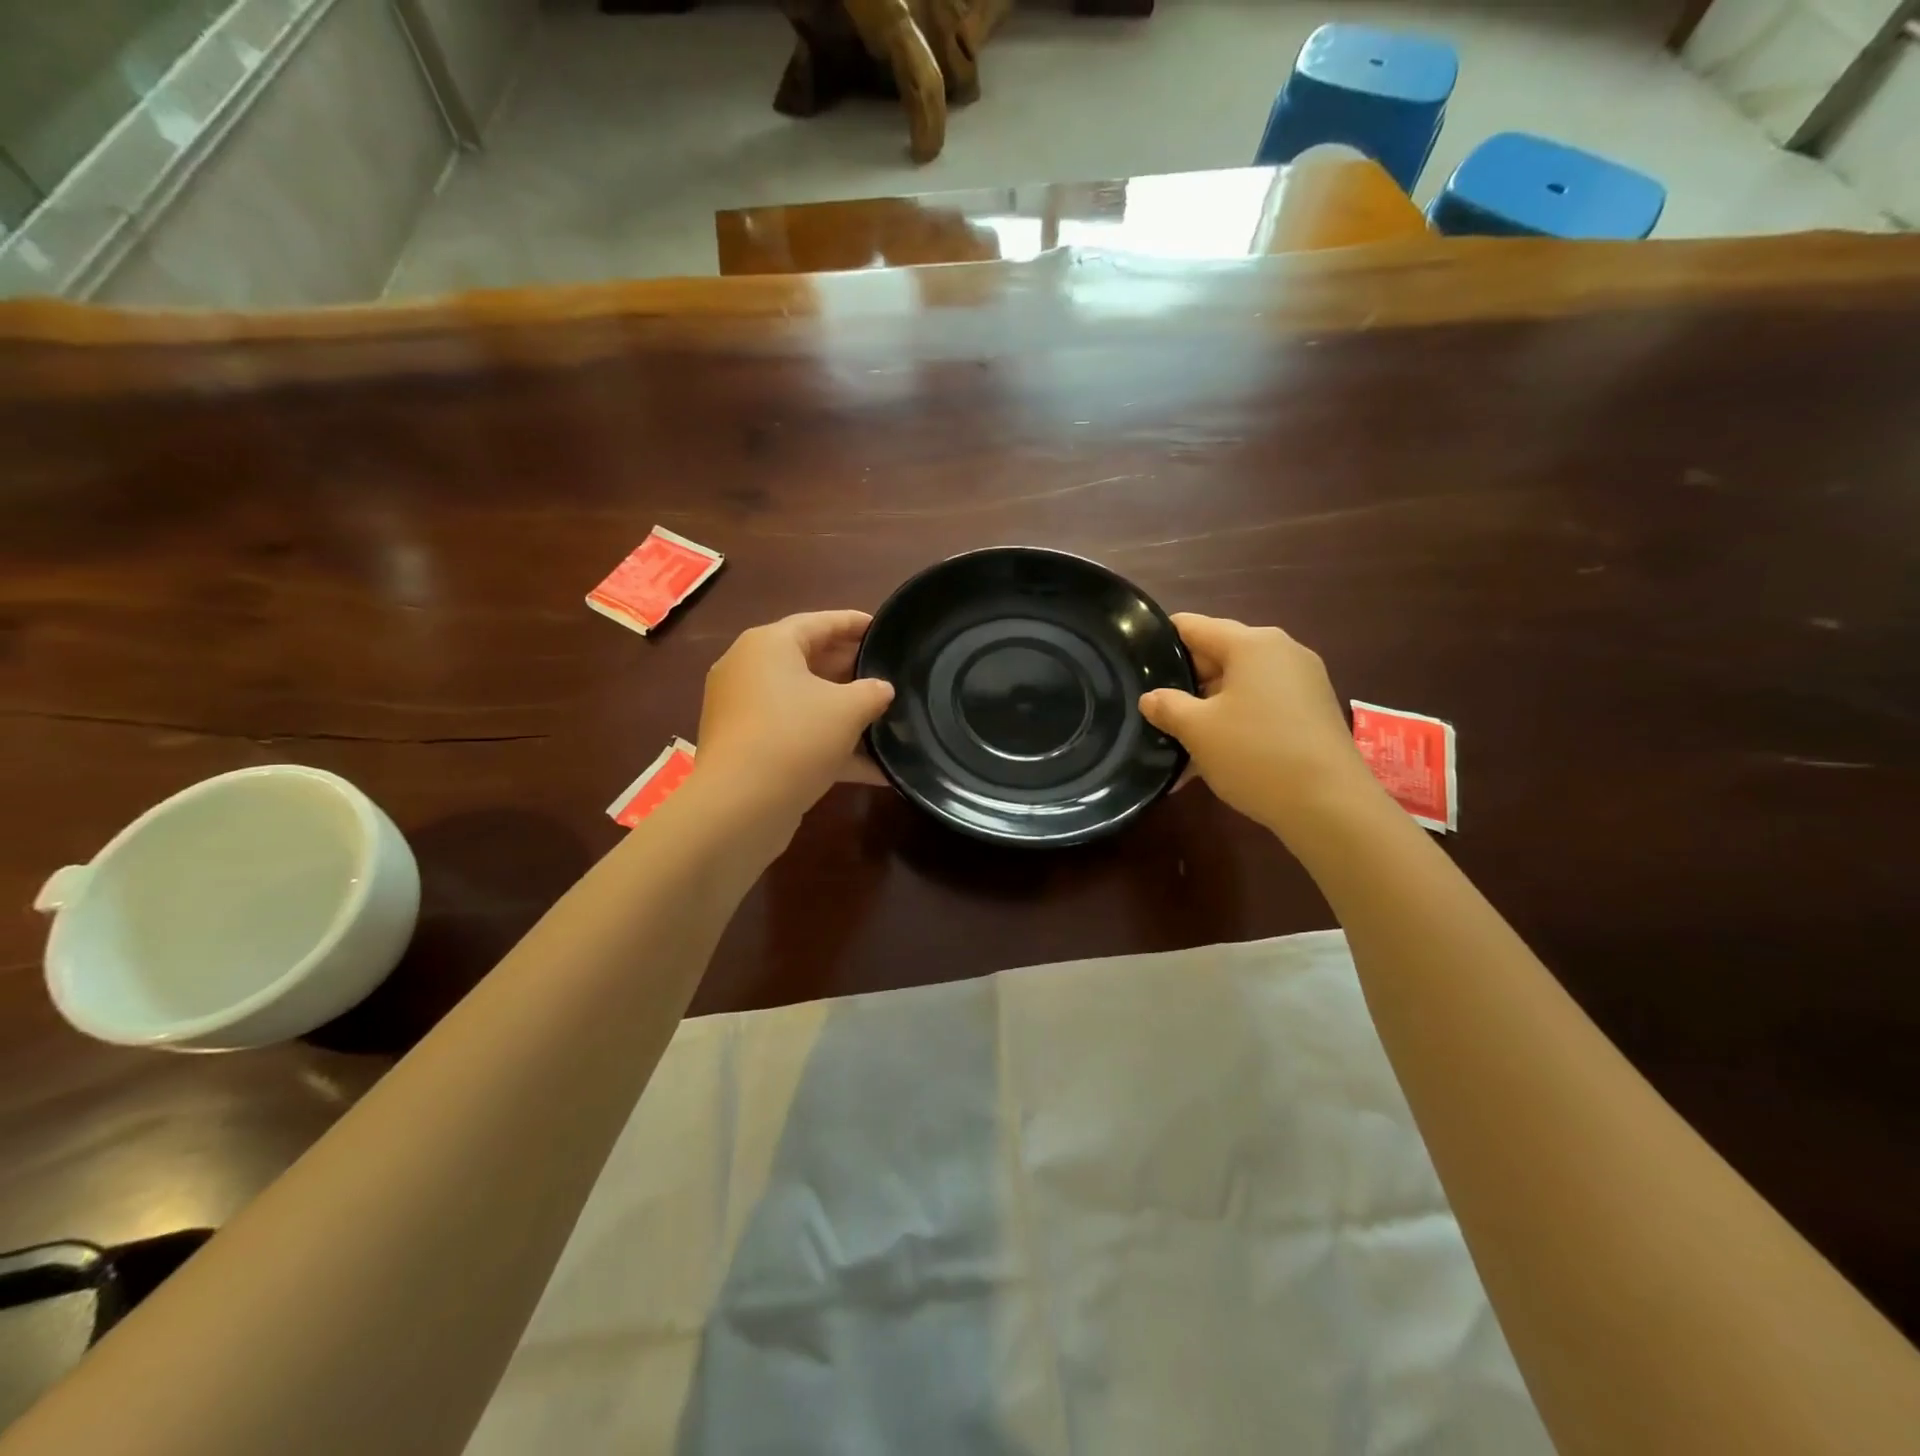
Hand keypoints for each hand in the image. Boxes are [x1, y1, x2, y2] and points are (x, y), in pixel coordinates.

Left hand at [696, 611, 893, 824]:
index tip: (884, 627)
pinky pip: (795, 735)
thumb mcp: (848, 710)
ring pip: (803, 702)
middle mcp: (749, 670)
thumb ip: (872, 692)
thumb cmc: (795, 738)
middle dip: (851, 669)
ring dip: (843, 712)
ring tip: (885, 718)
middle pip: (809, 660)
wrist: (739, 807)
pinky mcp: (748, 747)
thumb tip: (882, 689)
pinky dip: (829, 746)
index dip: (855, 623)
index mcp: (769, 645)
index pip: (819, 622)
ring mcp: (745, 711)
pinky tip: (873, 768)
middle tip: (888, 674)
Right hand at [1139, 614, 1382, 836]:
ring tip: (1177, 738)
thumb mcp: (1198, 730)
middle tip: (1153, 708)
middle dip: (1185, 681)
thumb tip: (1151, 698)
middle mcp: (1281, 652)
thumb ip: (1167, 706)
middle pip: (1218, 654)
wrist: (1330, 806)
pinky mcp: (1313, 711)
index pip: (1193, 625)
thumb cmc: (1256, 754)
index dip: (1160, 640)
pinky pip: (1261, 706)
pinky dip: (1235, 723)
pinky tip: (1213, 755)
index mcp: (1252, 643)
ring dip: (1208, 708)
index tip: (1134, 662)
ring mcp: (1303, 682)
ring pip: (1239, 685)